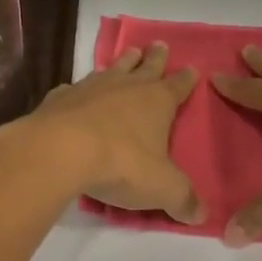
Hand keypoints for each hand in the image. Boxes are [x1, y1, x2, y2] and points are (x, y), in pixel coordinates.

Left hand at [9, 41, 203, 222]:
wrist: (60, 151)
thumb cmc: (121, 165)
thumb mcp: (162, 189)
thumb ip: (183, 200)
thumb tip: (201, 215)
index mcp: (157, 102)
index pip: (178, 86)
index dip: (186, 79)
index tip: (192, 69)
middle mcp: (126, 87)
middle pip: (145, 67)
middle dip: (155, 57)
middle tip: (159, 44)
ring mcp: (90, 89)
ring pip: (111, 69)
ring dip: (121, 63)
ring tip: (128, 55)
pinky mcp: (60, 99)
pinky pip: (74, 88)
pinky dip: (79, 89)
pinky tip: (75, 93)